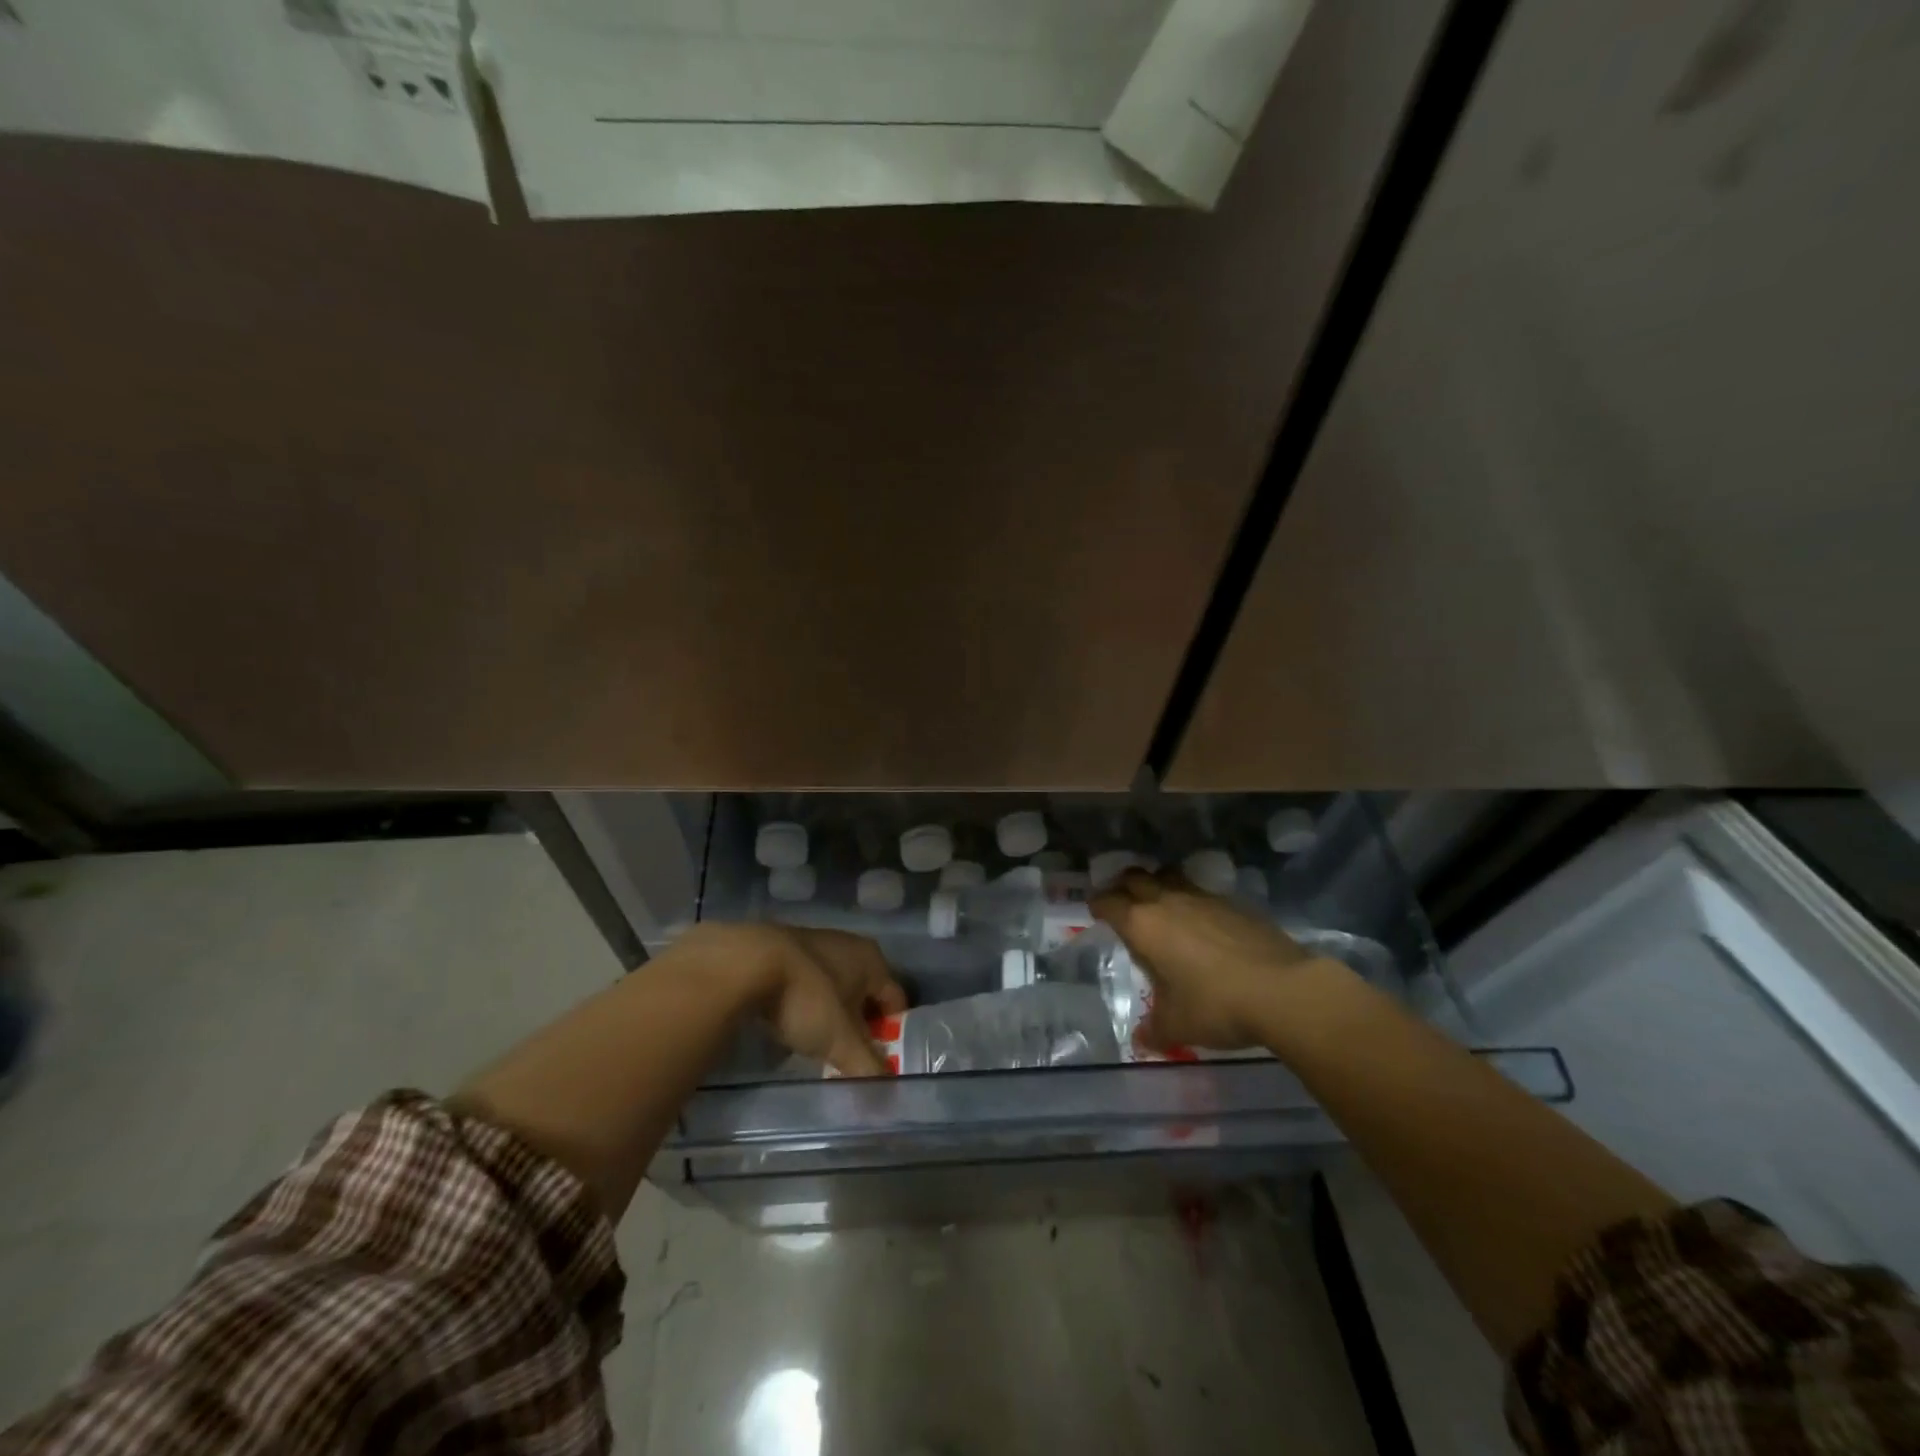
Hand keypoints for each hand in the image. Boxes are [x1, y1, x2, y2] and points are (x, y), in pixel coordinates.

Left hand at [680, 924, 906, 1076]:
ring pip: (834, 987)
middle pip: (865, 994)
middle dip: (859, 1026)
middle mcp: (850, 946)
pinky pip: (806, 982)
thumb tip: (889, 1095)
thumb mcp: (841, 1041)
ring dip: (830, 1015)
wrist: (745, 964)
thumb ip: (867, 1067)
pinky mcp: (785, 948)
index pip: (896, 1001)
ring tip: (816, 1045)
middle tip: (847, 1058)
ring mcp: (815, 943)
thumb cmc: (807, 998)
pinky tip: (789, 1023)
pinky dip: (804, 1003)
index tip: (878, 1061)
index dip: (892, 1033)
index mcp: (873, 961)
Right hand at [1090, 870, 1341, 1051]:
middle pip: (1136, 877)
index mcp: (1143, 925)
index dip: (1098, 905)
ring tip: (1159, 902)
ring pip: (1170, 876)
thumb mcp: (1176, 1026)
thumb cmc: (1215, 1005)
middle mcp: (1168, 901)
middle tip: (1121, 900)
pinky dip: (1193, 900)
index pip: (1109, 902)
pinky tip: (1201, 922)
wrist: (1282, 989)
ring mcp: (1203, 898)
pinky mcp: (1234, 903)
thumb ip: (1153, 1030)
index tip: (1095, 911)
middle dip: (1123, 885)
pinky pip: (1202, 892)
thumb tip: (1141, 1040)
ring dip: (1158, 884)